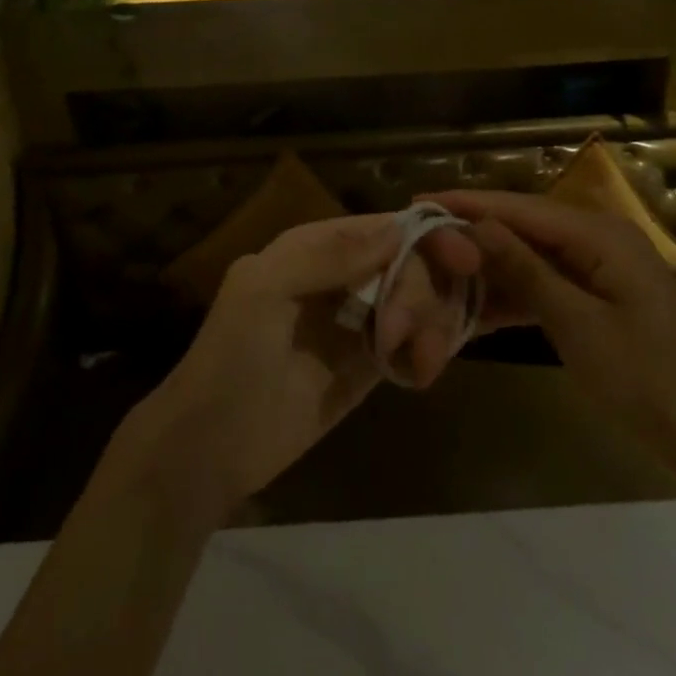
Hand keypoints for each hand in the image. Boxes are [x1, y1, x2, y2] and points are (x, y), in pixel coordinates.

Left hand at [118, 213, 480, 519]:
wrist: (211, 448)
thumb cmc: (231, 358)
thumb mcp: (263, 291)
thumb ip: (327, 255)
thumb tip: (397, 227)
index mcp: (311, 248)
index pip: (380, 227)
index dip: (424, 236)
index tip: (464, 260)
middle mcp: (338, 277)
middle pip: (407, 263)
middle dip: (420, 294)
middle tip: (404, 335)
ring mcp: (355, 321)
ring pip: (417, 302)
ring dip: (432, 325)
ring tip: (422, 363)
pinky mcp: (367, 365)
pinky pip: (412, 343)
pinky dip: (427, 351)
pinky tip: (421, 372)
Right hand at [423, 190, 675, 488]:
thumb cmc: (648, 380)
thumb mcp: (577, 324)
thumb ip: (524, 270)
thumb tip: (475, 225)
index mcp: (599, 234)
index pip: (519, 208)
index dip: (468, 204)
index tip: (419, 202)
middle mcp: (600, 239)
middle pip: (524, 227)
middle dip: (473, 234)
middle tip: (421, 240)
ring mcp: (603, 270)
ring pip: (532, 257)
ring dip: (489, 268)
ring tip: (438, 272)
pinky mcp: (602, 299)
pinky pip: (548, 285)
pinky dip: (515, 295)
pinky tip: (477, 308)